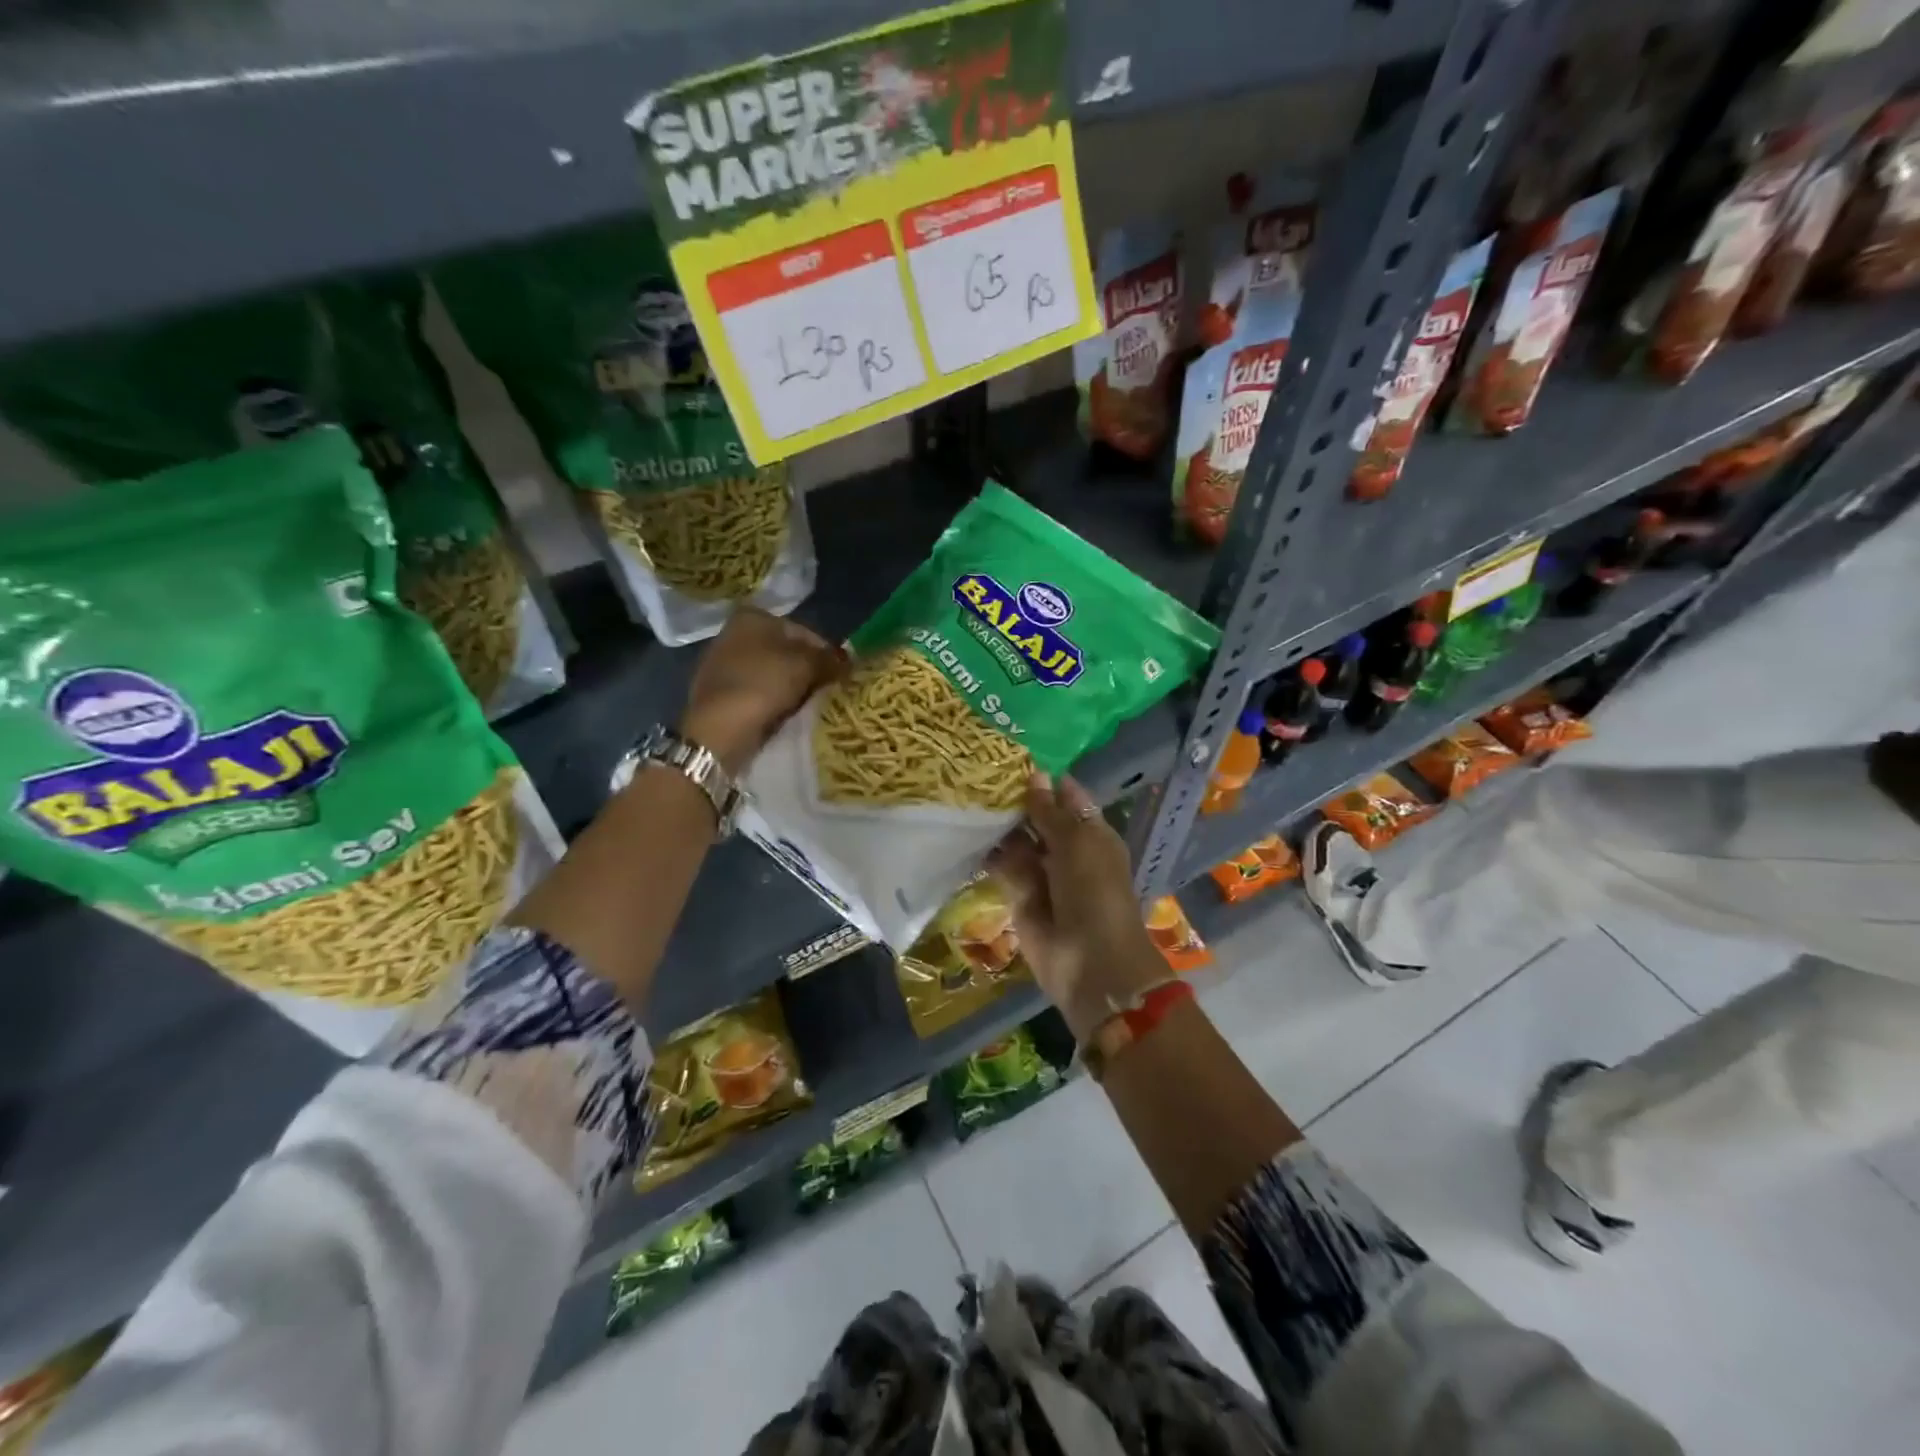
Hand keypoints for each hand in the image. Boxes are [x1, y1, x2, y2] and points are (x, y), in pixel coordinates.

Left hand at [680, 609, 845, 773]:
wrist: (719, 728)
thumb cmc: (764, 684)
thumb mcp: (806, 665)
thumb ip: (828, 659)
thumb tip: (844, 662)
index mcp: (753, 617)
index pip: (804, 632)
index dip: (826, 653)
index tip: (841, 675)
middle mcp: (733, 632)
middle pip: (786, 651)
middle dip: (808, 670)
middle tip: (828, 691)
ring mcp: (722, 663)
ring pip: (772, 672)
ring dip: (791, 687)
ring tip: (809, 706)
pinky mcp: (717, 691)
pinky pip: (756, 690)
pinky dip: (772, 699)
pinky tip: (784, 714)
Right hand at [987, 773, 1166, 1040]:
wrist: (1089, 963)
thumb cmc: (1094, 893)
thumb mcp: (1076, 843)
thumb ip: (1050, 812)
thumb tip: (1035, 775)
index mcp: (1091, 832)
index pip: (1066, 796)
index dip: (1043, 778)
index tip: (1009, 755)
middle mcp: (1066, 848)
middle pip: (1037, 817)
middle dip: (1014, 799)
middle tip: (976, 771)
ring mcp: (1042, 873)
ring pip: (1017, 841)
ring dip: (997, 824)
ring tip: (965, 794)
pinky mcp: (1019, 895)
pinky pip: (1001, 867)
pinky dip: (986, 853)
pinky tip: (963, 830)